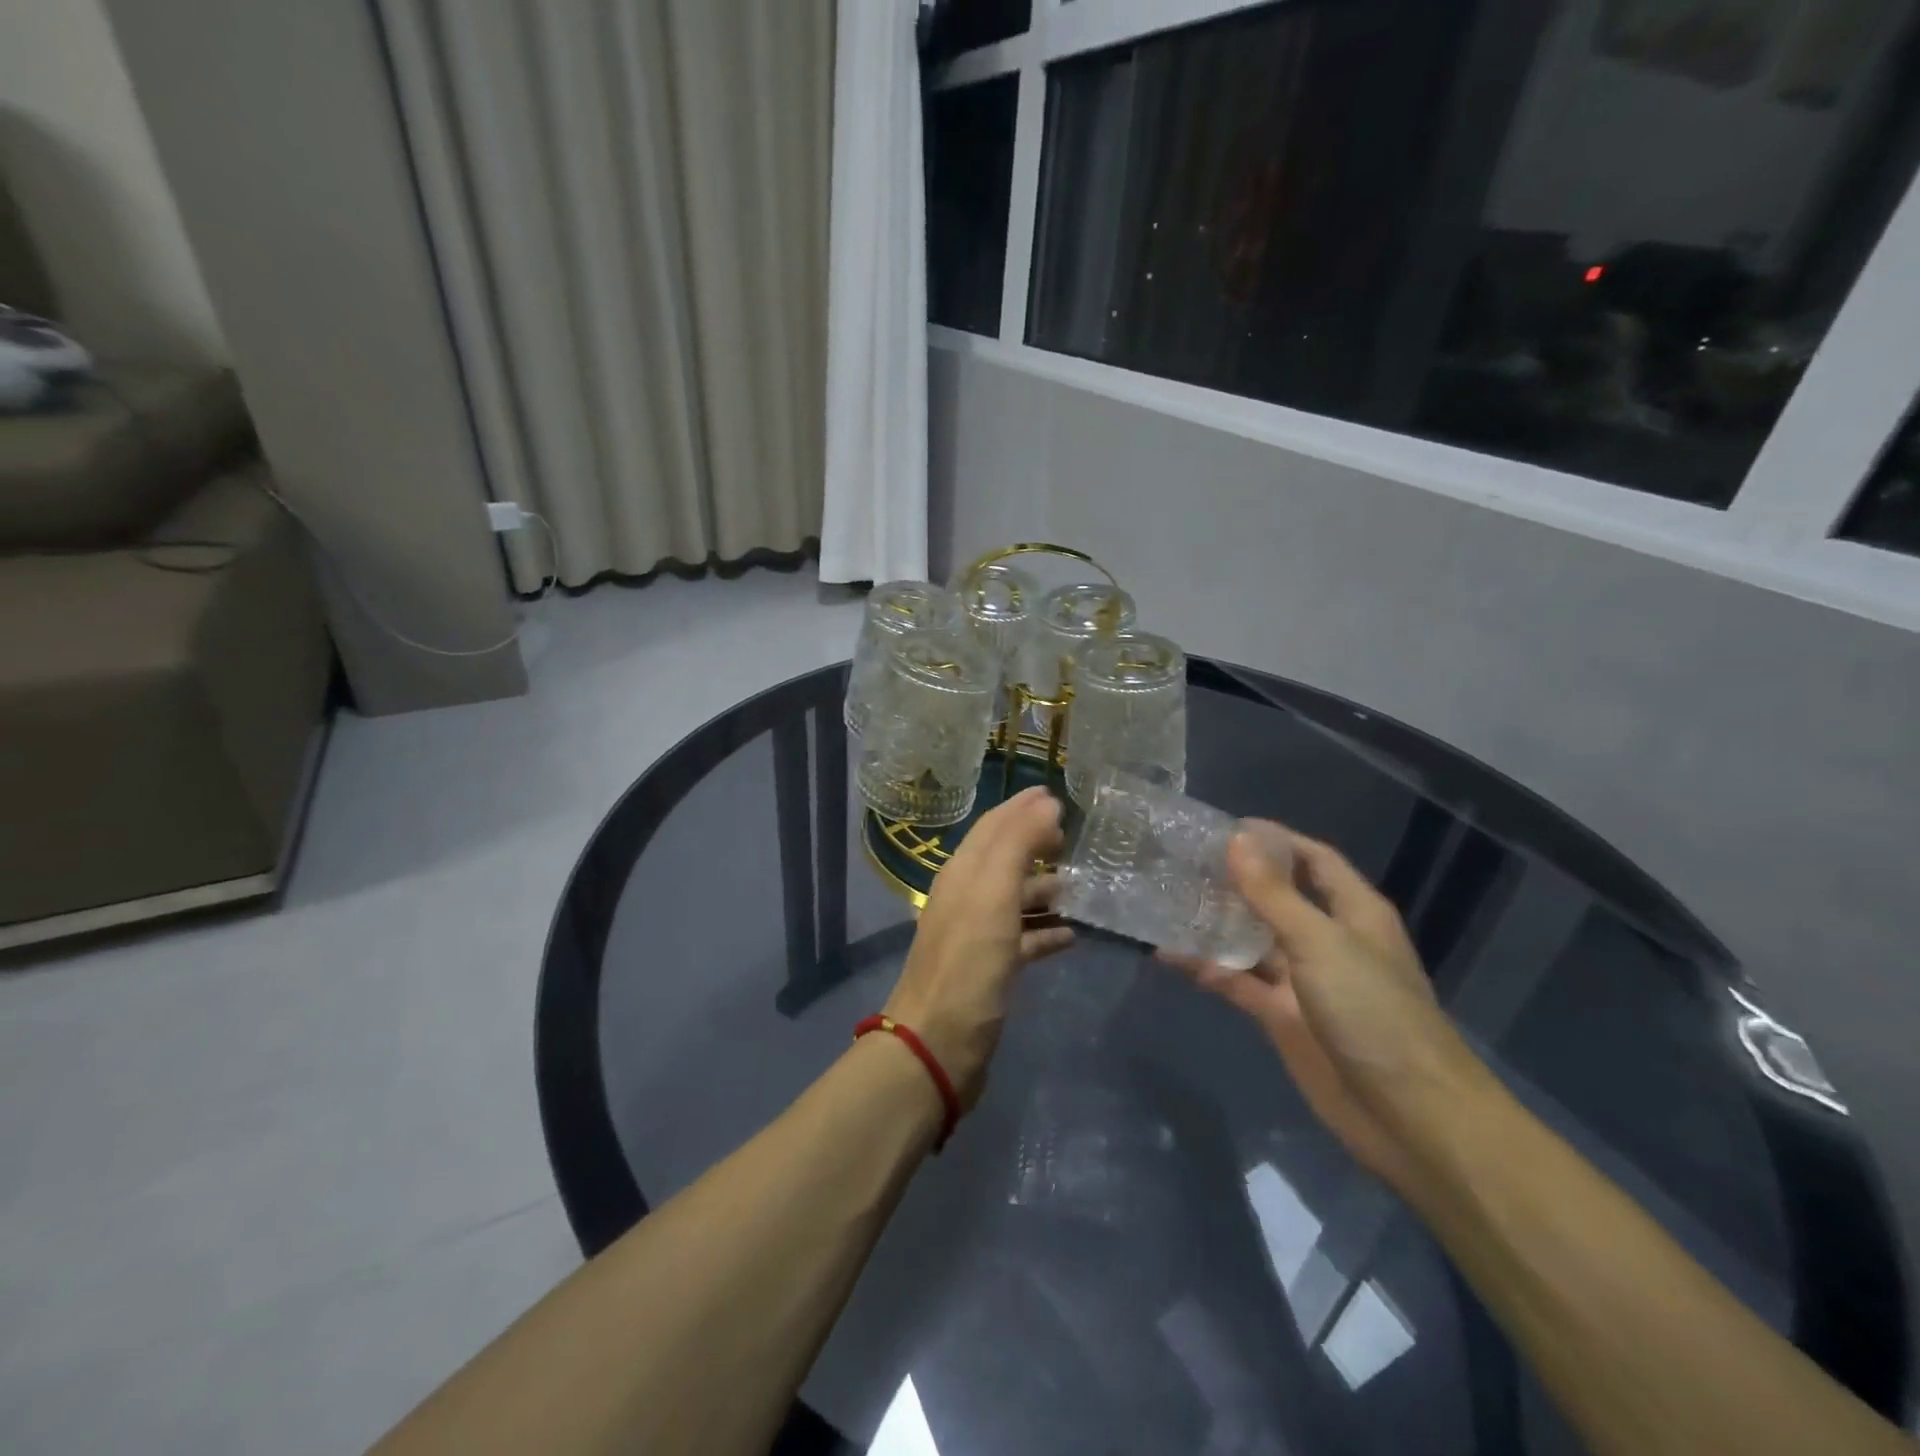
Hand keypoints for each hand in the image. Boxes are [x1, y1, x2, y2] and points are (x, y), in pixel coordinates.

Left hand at [884, 786, 1073, 1107]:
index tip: (1054, 793)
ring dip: (1044, 888)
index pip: (993, 826)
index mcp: (963, 874)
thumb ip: (1018, 845)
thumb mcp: (993, 894)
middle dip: (1036, 843)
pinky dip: (1045, 931)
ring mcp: (978, 935)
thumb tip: (1045, 803)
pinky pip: (1023, 940)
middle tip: (1074, 836)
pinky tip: (1072, 934)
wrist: (939, 1045)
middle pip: (1004, 860)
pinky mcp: (990, 971)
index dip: (1021, 807)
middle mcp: (967, 898)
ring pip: (1015, 899)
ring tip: (1081, 884)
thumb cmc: (968, 963)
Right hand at [1163, 823, 1485, 1195]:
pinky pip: (1237, 981)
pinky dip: (1206, 968)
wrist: (1408, 1116)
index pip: (1312, 859)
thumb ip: (1273, 895)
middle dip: (1235, 878)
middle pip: (1277, 896)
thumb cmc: (1374, 1013)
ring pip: (1251, 938)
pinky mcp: (1281, 1016)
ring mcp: (1302, 979)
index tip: (1223, 826)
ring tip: (1165, 897)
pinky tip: (1167, 954)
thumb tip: (1235, 840)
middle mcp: (1327, 938)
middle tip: (1182, 859)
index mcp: (1352, 912)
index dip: (1274, 839)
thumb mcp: (1321, 944)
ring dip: (1215, 921)